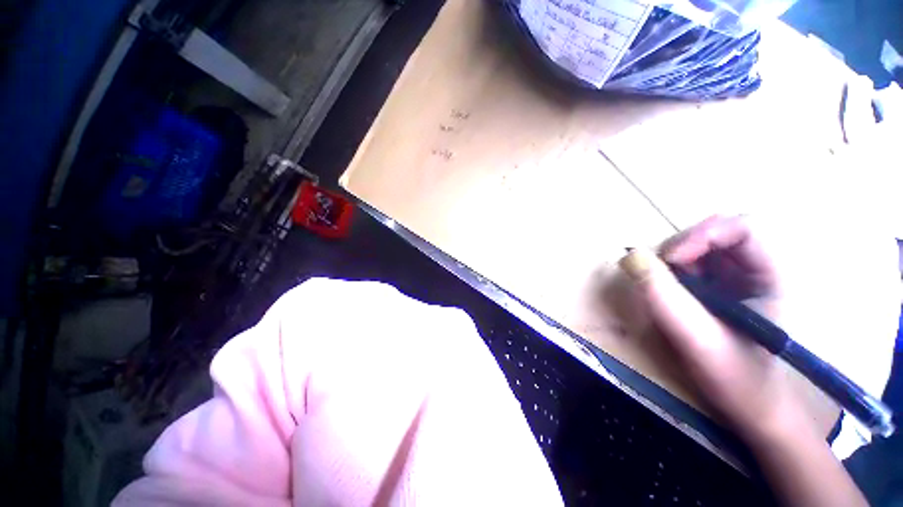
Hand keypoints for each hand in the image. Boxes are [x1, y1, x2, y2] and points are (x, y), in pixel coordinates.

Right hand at [620, 215, 809, 440]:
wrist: (750, 407)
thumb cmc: (737, 379)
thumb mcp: (696, 338)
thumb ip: (663, 297)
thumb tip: (630, 256)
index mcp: (770, 276)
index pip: (742, 228)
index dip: (702, 234)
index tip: (670, 260)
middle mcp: (755, 269)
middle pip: (715, 232)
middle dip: (680, 248)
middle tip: (659, 274)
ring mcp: (736, 278)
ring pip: (698, 247)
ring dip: (671, 261)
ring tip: (662, 290)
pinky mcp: (718, 287)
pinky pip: (689, 265)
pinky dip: (670, 273)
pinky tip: (667, 295)